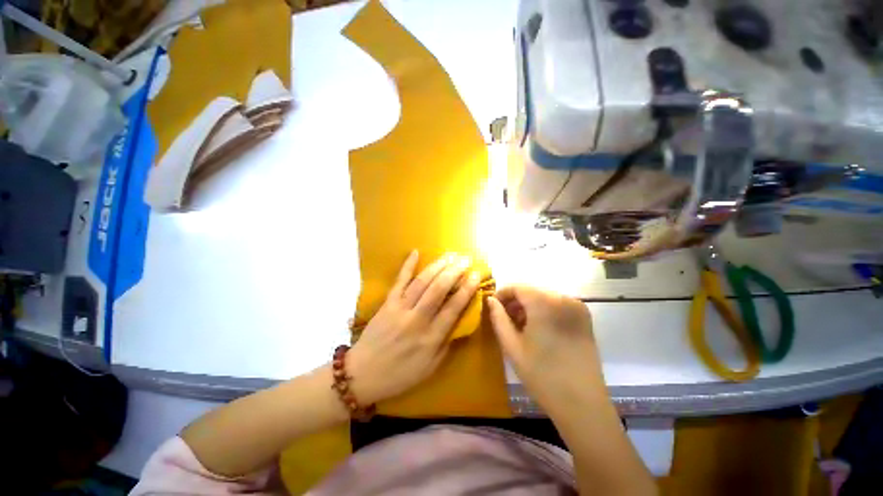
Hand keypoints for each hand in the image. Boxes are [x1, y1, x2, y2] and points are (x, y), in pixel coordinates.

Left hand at [348, 250, 480, 404]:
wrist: (362, 375)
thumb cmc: (399, 374)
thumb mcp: (430, 368)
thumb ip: (446, 344)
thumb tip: (459, 322)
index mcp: (430, 338)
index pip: (453, 308)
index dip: (467, 290)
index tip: (476, 275)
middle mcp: (417, 320)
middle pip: (438, 290)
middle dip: (454, 272)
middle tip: (466, 259)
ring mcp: (400, 309)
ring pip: (421, 282)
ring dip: (437, 266)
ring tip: (450, 255)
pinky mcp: (387, 303)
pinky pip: (399, 281)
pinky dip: (407, 266)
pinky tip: (415, 252)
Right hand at [487, 286, 601, 408]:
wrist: (583, 405)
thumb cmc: (542, 375)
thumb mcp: (512, 346)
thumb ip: (498, 318)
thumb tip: (491, 300)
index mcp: (545, 303)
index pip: (518, 287)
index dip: (502, 294)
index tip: (493, 306)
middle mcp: (564, 298)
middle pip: (532, 291)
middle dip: (515, 301)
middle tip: (504, 318)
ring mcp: (577, 308)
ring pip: (544, 298)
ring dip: (529, 307)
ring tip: (519, 325)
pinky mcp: (585, 318)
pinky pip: (558, 306)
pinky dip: (544, 311)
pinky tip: (538, 329)